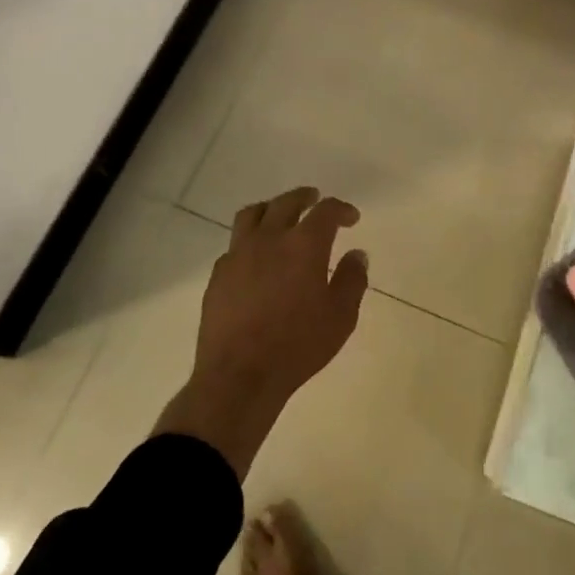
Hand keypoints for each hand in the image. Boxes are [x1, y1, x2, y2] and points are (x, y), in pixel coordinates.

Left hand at [154, 187, 367, 477]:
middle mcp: (269, 238)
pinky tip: (257, 257)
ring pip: (253, 214)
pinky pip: (235, 243)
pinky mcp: (218, 274)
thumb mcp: (341, 317)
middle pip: (286, 202)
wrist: (239, 376)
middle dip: (305, 197)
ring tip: (280, 215)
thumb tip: (357, 255)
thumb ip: (352, 280)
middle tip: (315, 199)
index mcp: (304, 244)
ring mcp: (238, 254)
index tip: (351, 217)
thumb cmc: (298, 346)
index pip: (325, 211)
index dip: (341, 209)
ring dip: (271, 208)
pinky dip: (250, 239)